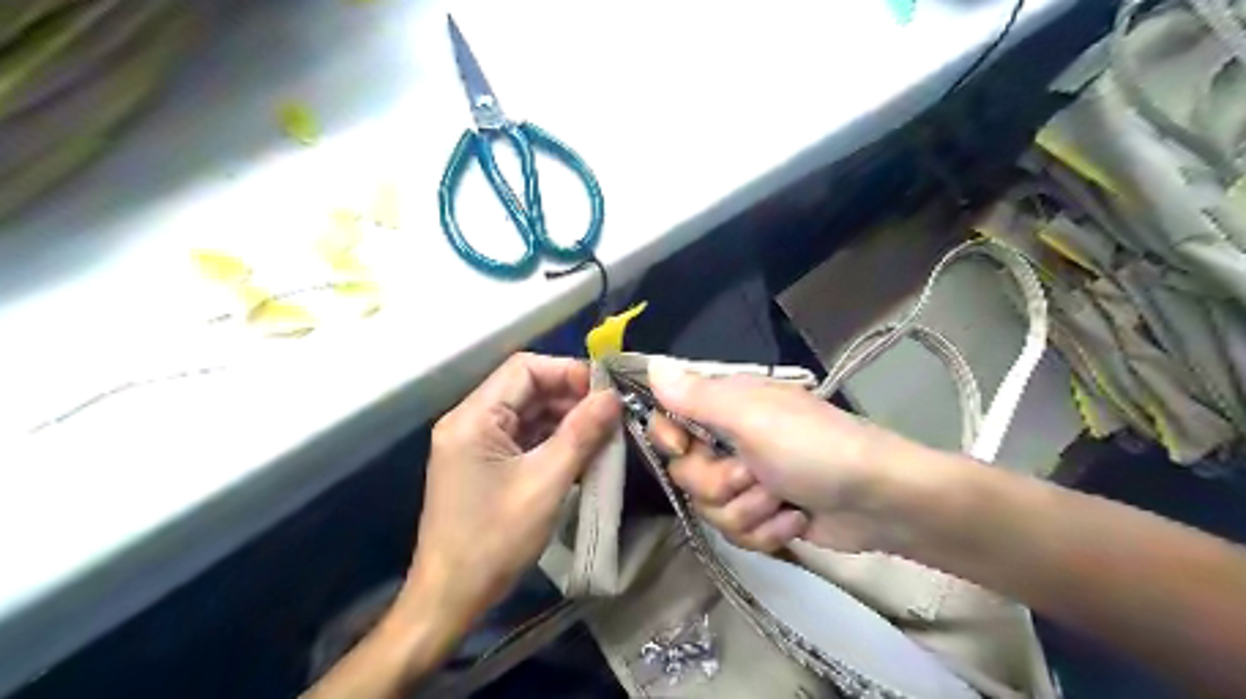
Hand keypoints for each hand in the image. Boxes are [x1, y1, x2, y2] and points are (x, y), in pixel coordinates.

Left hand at [401, 355, 618, 628]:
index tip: (605, 392)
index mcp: (474, 418)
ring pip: (528, 413)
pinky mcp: (484, 464)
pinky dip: (553, 440)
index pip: (524, 369)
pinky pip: (524, 438)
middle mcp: (470, 421)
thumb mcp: (546, 483)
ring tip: (604, 433)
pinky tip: (583, 451)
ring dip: (565, 419)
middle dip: (570, 397)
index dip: (567, 372)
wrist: (450, 599)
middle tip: (611, 414)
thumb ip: (581, 434)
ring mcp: (475, 444)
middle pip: (526, 389)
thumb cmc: (494, 540)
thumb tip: (612, 396)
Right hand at [648, 359, 929, 549]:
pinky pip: (736, 532)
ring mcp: (747, 481)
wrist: (878, 500)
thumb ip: (696, 396)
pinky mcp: (763, 515)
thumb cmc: (812, 448)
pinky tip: (794, 520)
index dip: (669, 438)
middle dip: (720, 483)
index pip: (668, 419)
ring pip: (710, 508)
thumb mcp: (750, 417)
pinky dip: (767, 531)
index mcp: (726, 407)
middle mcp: (731, 440)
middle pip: (686, 473)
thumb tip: (652, 364)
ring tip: (783, 501)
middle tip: (754, 474)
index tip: (682, 447)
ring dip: (748, 510)